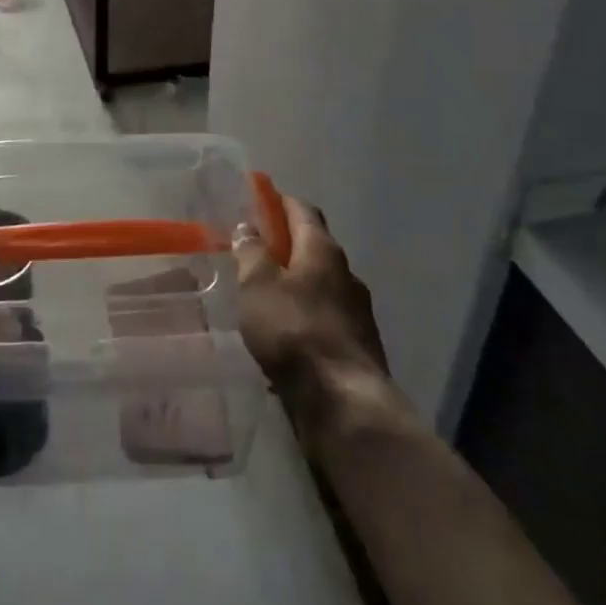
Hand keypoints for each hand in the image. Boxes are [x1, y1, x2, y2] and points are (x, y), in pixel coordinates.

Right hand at [233, 194, 398, 434]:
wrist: (345, 405)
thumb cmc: (295, 331)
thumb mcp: (258, 285)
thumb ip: (251, 252)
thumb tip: (247, 226)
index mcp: (323, 250)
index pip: (303, 210)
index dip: (280, 202)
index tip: (259, 199)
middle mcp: (347, 274)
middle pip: (314, 247)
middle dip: (287, 244)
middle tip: (256, 249)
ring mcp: (357, 312)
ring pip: (321, 285)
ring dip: (297, 284)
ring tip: (267, 296)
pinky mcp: (358, 347)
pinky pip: (326, 318)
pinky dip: (305, 316)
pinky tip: (286, 335)